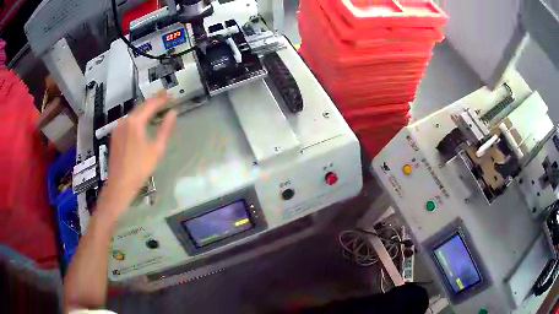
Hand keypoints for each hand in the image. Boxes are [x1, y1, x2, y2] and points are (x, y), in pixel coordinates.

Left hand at [100, 93, 177, 217]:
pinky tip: (142, 123)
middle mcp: (125, 120)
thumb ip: (166, 129)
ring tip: (156, 109)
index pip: (151, 104)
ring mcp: (118, 127)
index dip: (162, 99)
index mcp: (135, 122)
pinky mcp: (115, 135)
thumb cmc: (140, 168)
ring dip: (145, 109)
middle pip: (141, 106)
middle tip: (165, 99)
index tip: (172, 97)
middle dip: (153, 102)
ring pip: (133, 113)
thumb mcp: (157, 149)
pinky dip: (137, 118)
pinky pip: (127, 121)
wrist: (120, 184)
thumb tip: (173, 113)